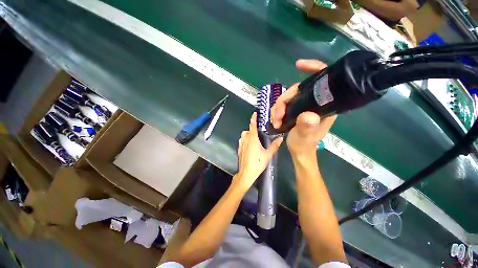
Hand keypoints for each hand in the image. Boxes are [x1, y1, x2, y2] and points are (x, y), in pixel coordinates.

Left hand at [235, 112, 282, 188]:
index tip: (254, 114)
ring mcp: (241, 145)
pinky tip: (249, 145)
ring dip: (247, 134)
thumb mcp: (268, 155)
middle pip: (247, 130)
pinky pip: (241, 141)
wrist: (246, 173)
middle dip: (251, 129)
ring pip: (243, 135)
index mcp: (252, 139)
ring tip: (253, 138)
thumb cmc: (257, 163)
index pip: (252, 126)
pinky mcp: (239, 149)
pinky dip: (244, 139)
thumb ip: (274, 146)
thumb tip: (280, 138)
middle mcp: (245, 140)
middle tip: (258, 132)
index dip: (253, 119)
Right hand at [271, 59, 336, 157]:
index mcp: (324, 105)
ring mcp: (304, 106)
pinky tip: (275, 120)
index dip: (313, 68)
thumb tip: (308, 116)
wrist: (299, 152)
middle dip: (283, 101)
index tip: (299, 65)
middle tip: (276, 116)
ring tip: (275, 121)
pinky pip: (284, 104)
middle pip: (297, 90)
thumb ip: (307, 127)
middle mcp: (315, 102)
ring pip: (288, 98)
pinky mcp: (296, 110)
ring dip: (278, 108)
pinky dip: (277, 111)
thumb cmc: (305, 145)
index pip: (323, 80)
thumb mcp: (305, 137)